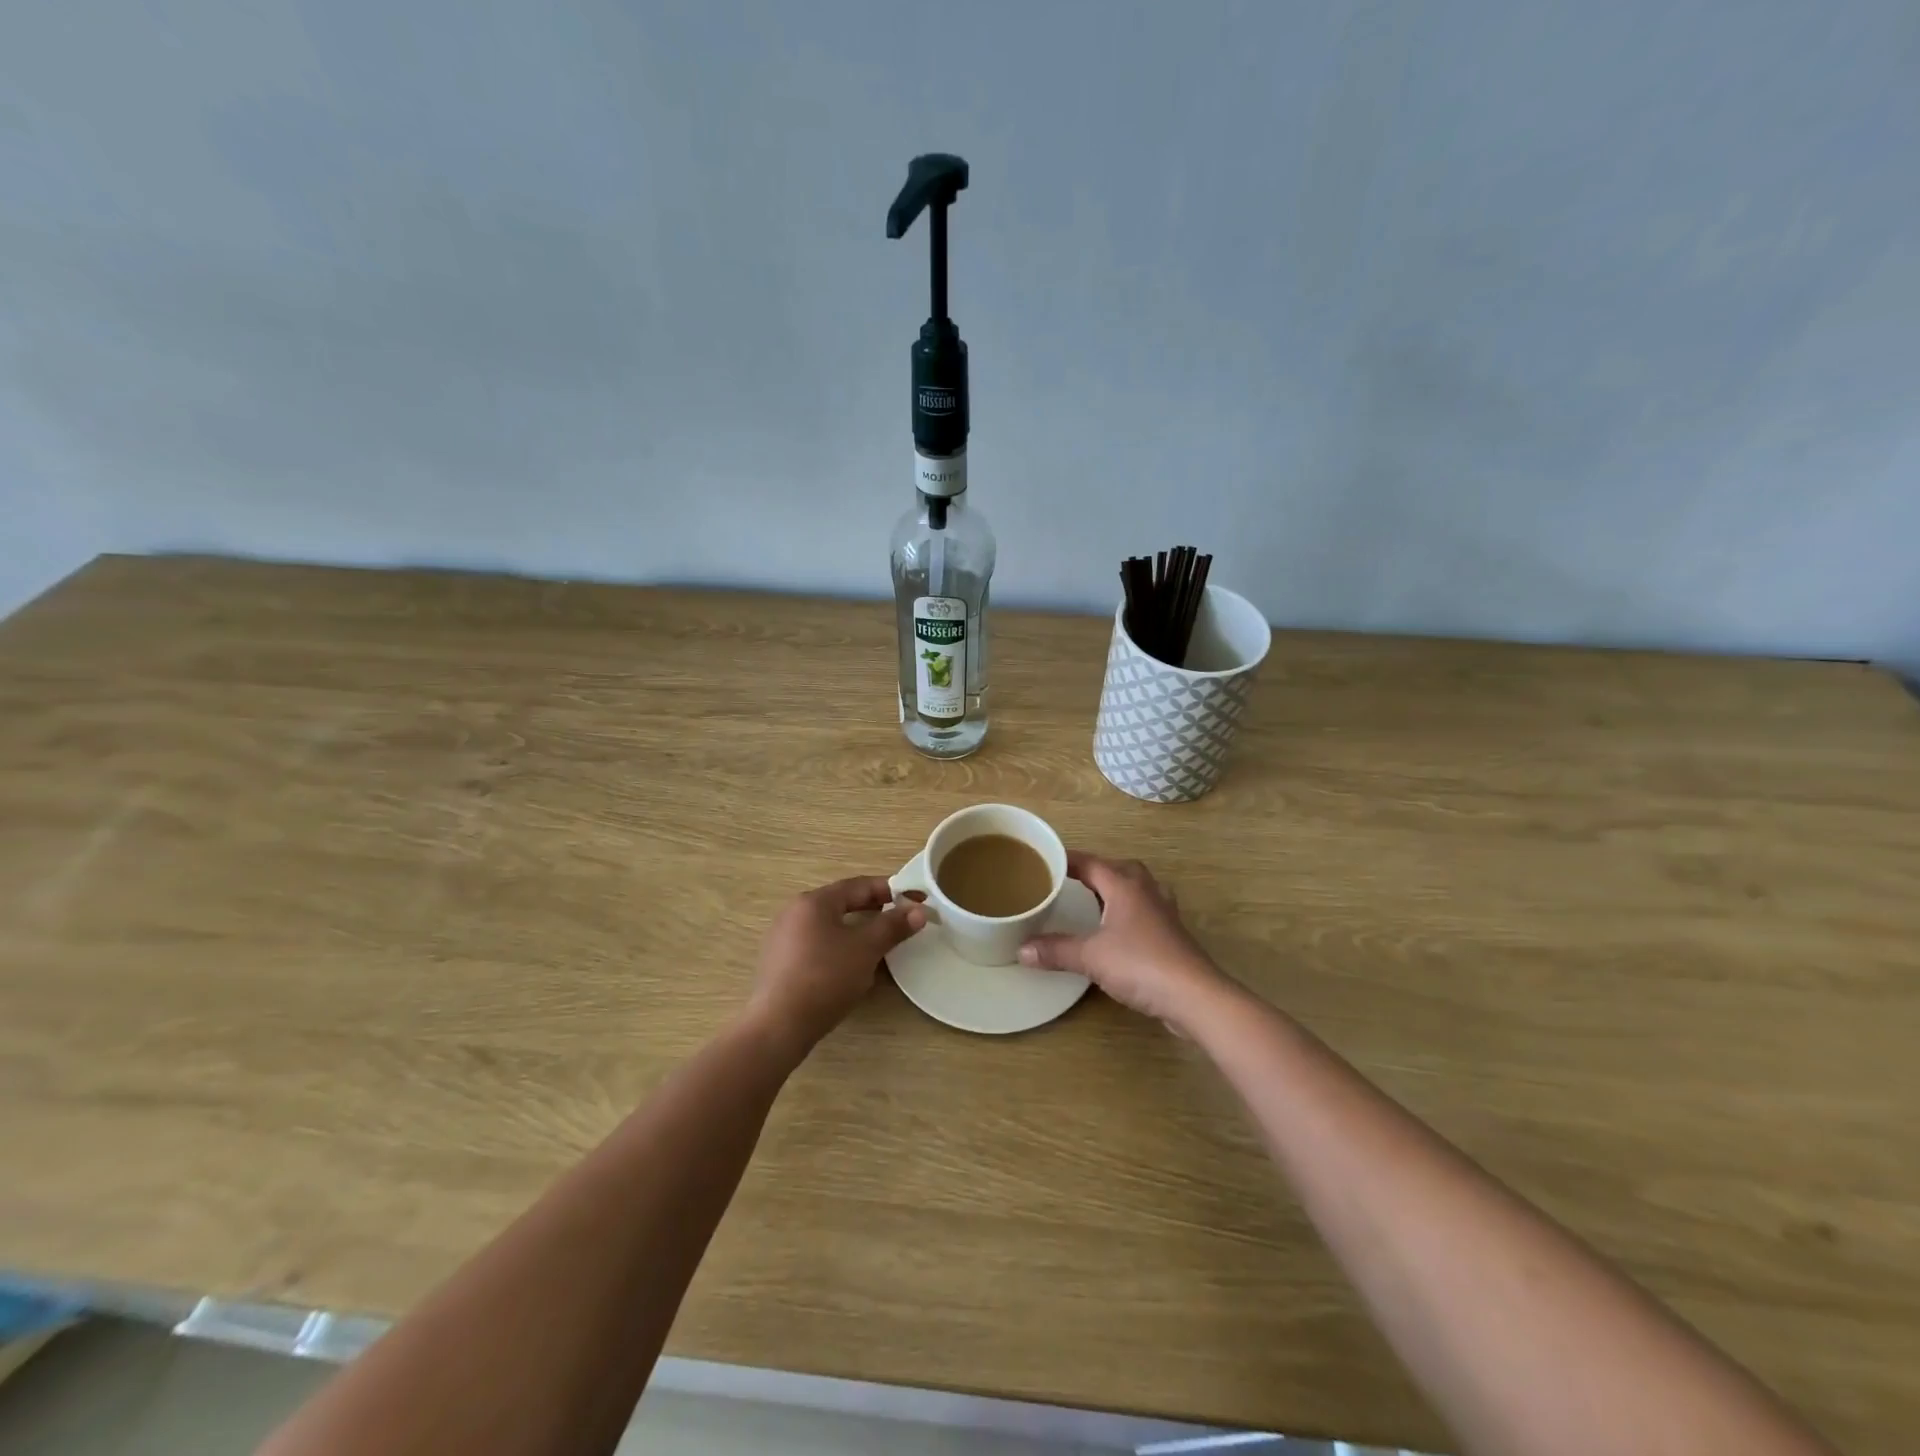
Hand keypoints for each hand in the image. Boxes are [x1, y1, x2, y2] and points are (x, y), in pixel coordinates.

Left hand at [748, 876, 925, 1054]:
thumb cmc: (825, 977)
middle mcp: (795, 912)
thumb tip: (918, 911)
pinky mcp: (780, 963)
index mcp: (814, 901)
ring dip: (858, 928)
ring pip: (830, 925)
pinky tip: (851, 965)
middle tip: (902, 918)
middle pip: (842, 903)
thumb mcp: (866, 949)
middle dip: (875, 909)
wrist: (778, 1026)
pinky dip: (840, 946)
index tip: (917, 898)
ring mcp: (783, 938)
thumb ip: (892, 926)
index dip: (892, 890)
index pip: (859, 886)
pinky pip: (817, 944)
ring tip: (881, 941)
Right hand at [1019, 852, 1227, 1030]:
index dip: (1068, 860)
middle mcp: (1146, 891)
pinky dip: (1127, 913)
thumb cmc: (1141, 964)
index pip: (1091, 862)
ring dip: (1115, 890)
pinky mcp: (1172, 935)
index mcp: (1125, 885)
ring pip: (1136, 889)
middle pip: (1118, 869)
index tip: (1045, 860)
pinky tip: (1118, 930)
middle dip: (1095, 871)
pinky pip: (1144, 911)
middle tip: (1069, 881)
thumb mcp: (1090, 957)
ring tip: (1093, 901)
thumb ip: (1055, 950)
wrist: (1194, 996)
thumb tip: (1021, 949)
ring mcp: (1163, 912)